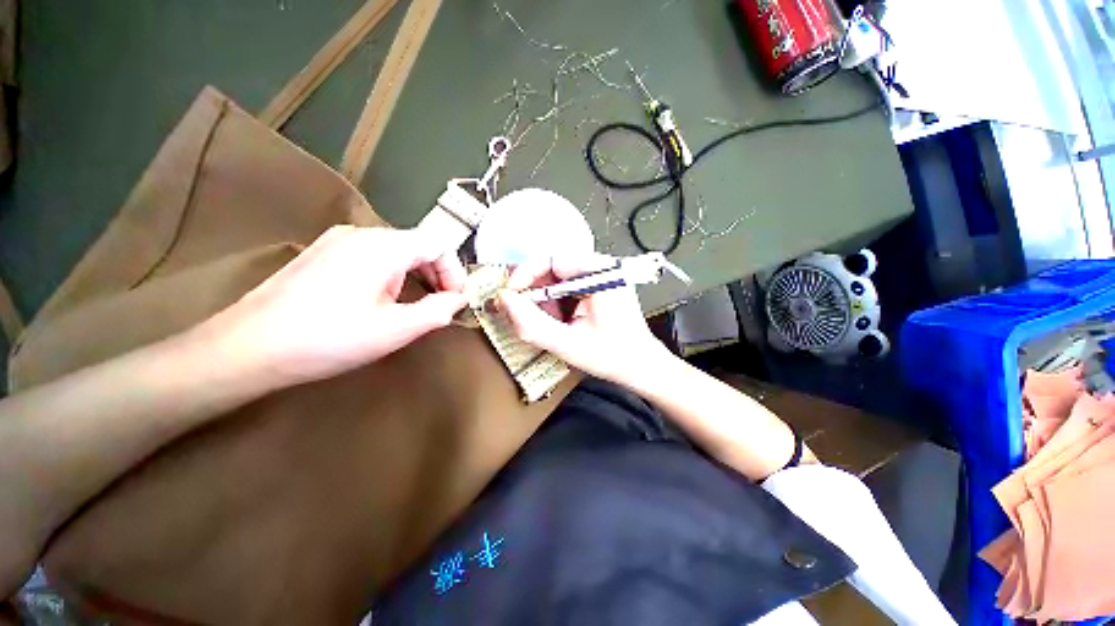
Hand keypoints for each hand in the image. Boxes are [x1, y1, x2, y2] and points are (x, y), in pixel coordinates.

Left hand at [202, 226, 467, 386]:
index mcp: (383, 246)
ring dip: (416, 275)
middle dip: (438, 274)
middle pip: (417, 245)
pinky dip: (392, 274)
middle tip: (443, 304)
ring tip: (416, 305)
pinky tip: (383, 300)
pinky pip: (372, 256)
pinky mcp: (322, 254)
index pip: (438, 244)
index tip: (458, 300)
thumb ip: (438, 311)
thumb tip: (460, 299)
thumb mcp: (396, 329)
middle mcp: (361, 233)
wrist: (248, 348)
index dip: (456, 271)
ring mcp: (337, 241)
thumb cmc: (330, 338)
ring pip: (395, 251)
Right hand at [497, 253, 669, 384]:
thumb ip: (533, 324)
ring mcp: (601, 275)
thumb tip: (504, 300)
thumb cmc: (613, 357)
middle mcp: (602, 267)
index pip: (552, 259)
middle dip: (532, 290)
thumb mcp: (568, 345)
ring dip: (543, 298)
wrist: (641, 366)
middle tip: (519, 311)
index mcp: (601, 273)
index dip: (525, 275)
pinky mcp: (598, 285)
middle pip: (553, 266)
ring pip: (557, 277)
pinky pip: (566, 286)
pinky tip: (557, 320)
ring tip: (543, 321)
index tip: (509, 296)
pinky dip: (554, 302)